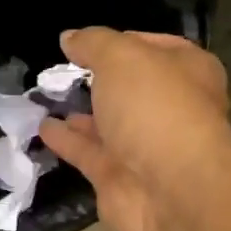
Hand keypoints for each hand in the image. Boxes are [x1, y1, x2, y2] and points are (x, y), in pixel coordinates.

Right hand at [39, 28, 230, 230]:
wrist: (171, 192)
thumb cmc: (155, 108)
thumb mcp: (122, 57)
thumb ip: (93, 43)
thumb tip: (70, 38)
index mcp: (188, 72)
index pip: (154, 47)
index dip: (121, 41)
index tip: (85, 42)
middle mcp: (171, 109)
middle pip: (131, 89)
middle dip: (100, 81)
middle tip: (61, 70)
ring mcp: (146, 147)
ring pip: (109, 124)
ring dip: (81, 113)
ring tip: (45, 97)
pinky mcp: (120, 179)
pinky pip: (89, 153)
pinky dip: (67, 140)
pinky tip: (43, 127)